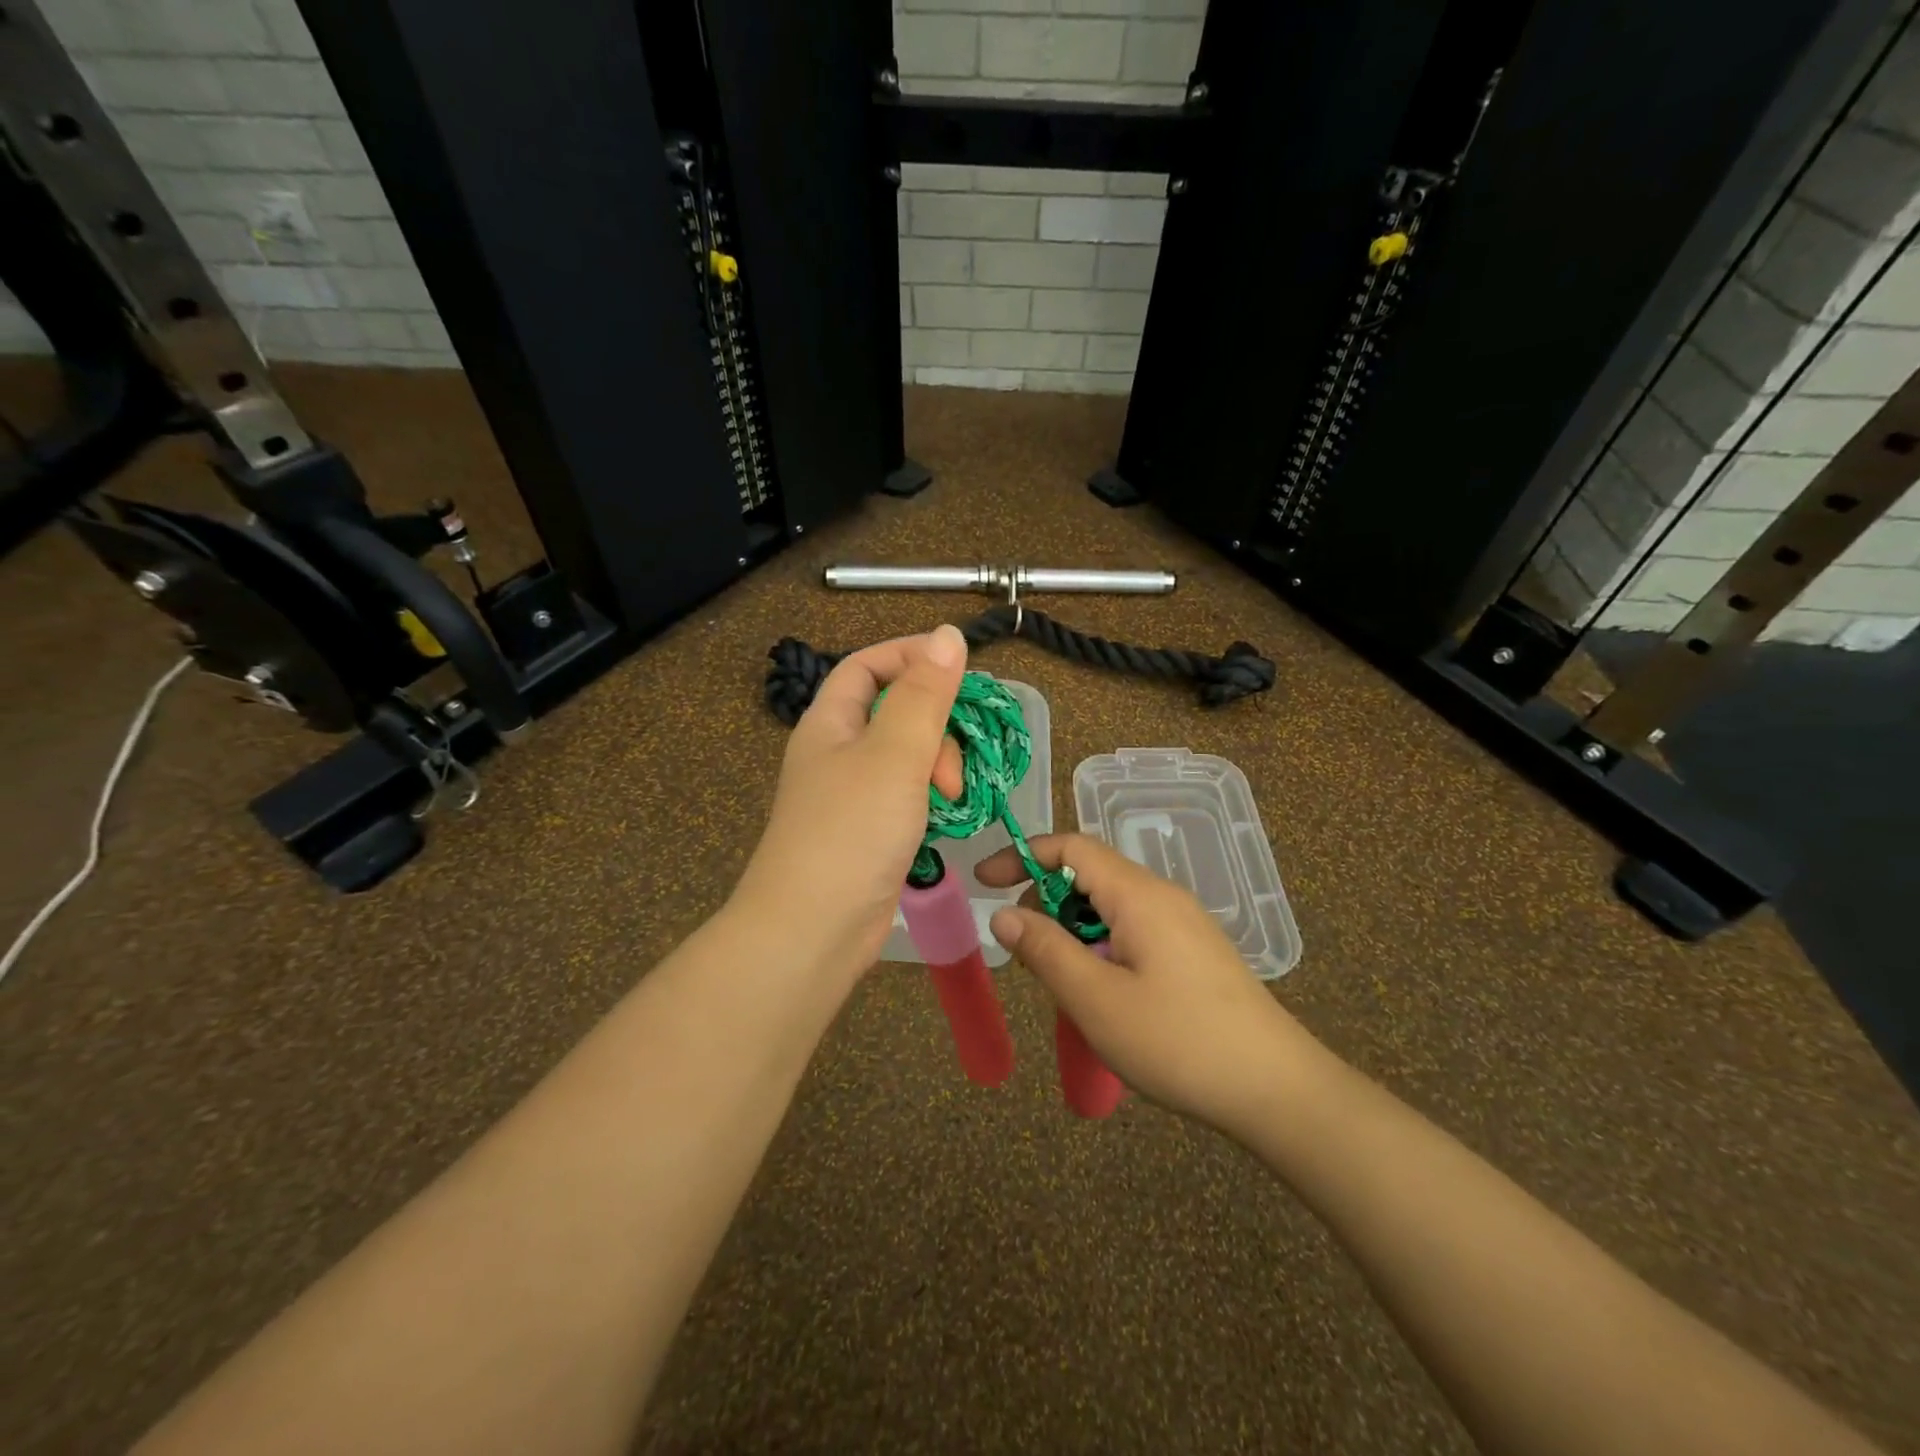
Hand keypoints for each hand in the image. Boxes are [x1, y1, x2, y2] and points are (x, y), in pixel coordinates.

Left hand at [734, 627, 967, 983]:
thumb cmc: (851, 831)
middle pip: (894, 712)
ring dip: (937, 765)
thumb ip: (926, 694)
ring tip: (951, 796)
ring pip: (906, 757)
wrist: (813, 929)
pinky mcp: (869, 832)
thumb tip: (948, 634)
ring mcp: (852, 795)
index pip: (867, 666)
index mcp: (830, 722)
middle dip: (934, 725)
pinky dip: (931, 798)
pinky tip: (947, 817)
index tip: (959, 663)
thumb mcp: (895, 753)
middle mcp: (837, 752)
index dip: (910, 655)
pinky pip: (907, 796)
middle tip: (951, 761)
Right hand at [977, 833, 1316, 1135]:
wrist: (1276, 1089)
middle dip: (1046, 904)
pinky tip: (1105, 997)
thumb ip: (1045, 950)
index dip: (1022, 856)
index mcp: (1138, 894)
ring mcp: (1184, 923)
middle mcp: (1162, 896)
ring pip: (1110, 907)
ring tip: (1065, 986)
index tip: (985, 883)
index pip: (1070, 848)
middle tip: (1026, 956)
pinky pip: (1133, 931)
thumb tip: (1003, 914)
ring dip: (1074, 933)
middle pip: (1089, 876)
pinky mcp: (1195, 952)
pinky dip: (1102, 948)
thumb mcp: (1095, 1000)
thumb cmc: (1177, 1041)